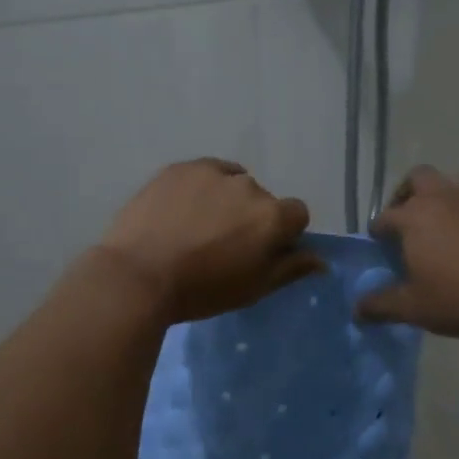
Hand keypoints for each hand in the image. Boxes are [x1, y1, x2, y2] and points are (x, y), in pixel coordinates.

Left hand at [97, 159, 321, 323]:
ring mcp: (213, 172)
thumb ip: (290, 269)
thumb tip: (320, 260)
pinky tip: (182, 211)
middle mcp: (249, 187)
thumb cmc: (201, 290)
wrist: (138, 276)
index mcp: (272, 217)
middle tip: (223, 244)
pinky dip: (202, 188)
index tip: (260, 251)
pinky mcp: (181, 168)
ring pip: (233, 183)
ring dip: (226, 200)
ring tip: (198, 226)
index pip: (297, 214)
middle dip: (251, 217)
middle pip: (263, 200)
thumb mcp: (252, 289)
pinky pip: (205, 173)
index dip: (283, 233)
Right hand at [358, 167, 458, 338]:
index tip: (379, 242)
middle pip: (419, 177)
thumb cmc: (458, 300)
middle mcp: (445, 199)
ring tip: (445, 219)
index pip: (386, 216)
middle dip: (408, 192)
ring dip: (447, 194)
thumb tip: (357, 309)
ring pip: (457, 181)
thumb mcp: (412, 308)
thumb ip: (380, 305)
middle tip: (407, 217)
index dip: (379, 229)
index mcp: (415, 218)